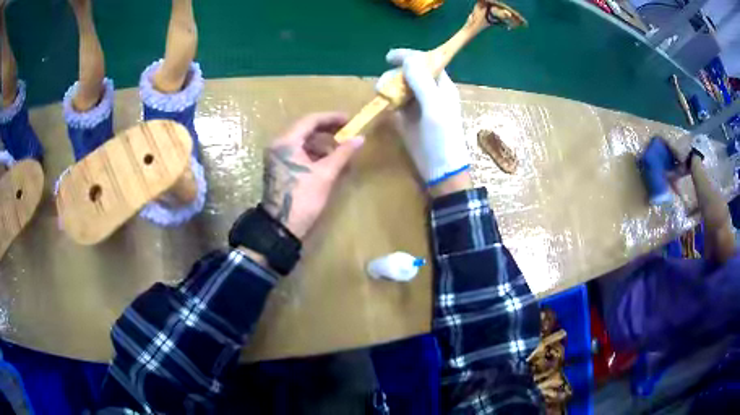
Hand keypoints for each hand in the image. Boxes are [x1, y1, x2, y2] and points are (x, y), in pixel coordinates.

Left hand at [262, 113, 363, 238]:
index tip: (350, 120)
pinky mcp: (279, 167)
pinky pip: (298, 153)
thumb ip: (342, 153)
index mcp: (286, 142)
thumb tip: (360, 138)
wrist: (281, 227)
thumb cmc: (303, 198)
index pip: (310, 120)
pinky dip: (313, 153)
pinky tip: (328, 161)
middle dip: (327, 130)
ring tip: (340, 149)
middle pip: (305, 129)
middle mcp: (278, 145)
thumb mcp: (325, 174)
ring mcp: (277, 156)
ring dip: (321, 142)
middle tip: (347, 132)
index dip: (331, 118)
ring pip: (301, 141)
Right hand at [378, 48, 469, 187]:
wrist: (440, 168)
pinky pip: (396, 102)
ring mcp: (418, 105)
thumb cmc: (442, 136)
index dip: (409, 56)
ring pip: (400, 86)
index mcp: (441, 85)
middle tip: (384, 86)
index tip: (389, 57)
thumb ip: (422, 81)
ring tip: (382, 95)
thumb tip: (408, 59)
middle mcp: (430, 92)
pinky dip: (388, 100)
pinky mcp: (408, 118)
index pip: (426, 62)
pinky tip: (384, 105)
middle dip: (395, 74)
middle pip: (409, 73)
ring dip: (389, 87)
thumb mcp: (434, 106)